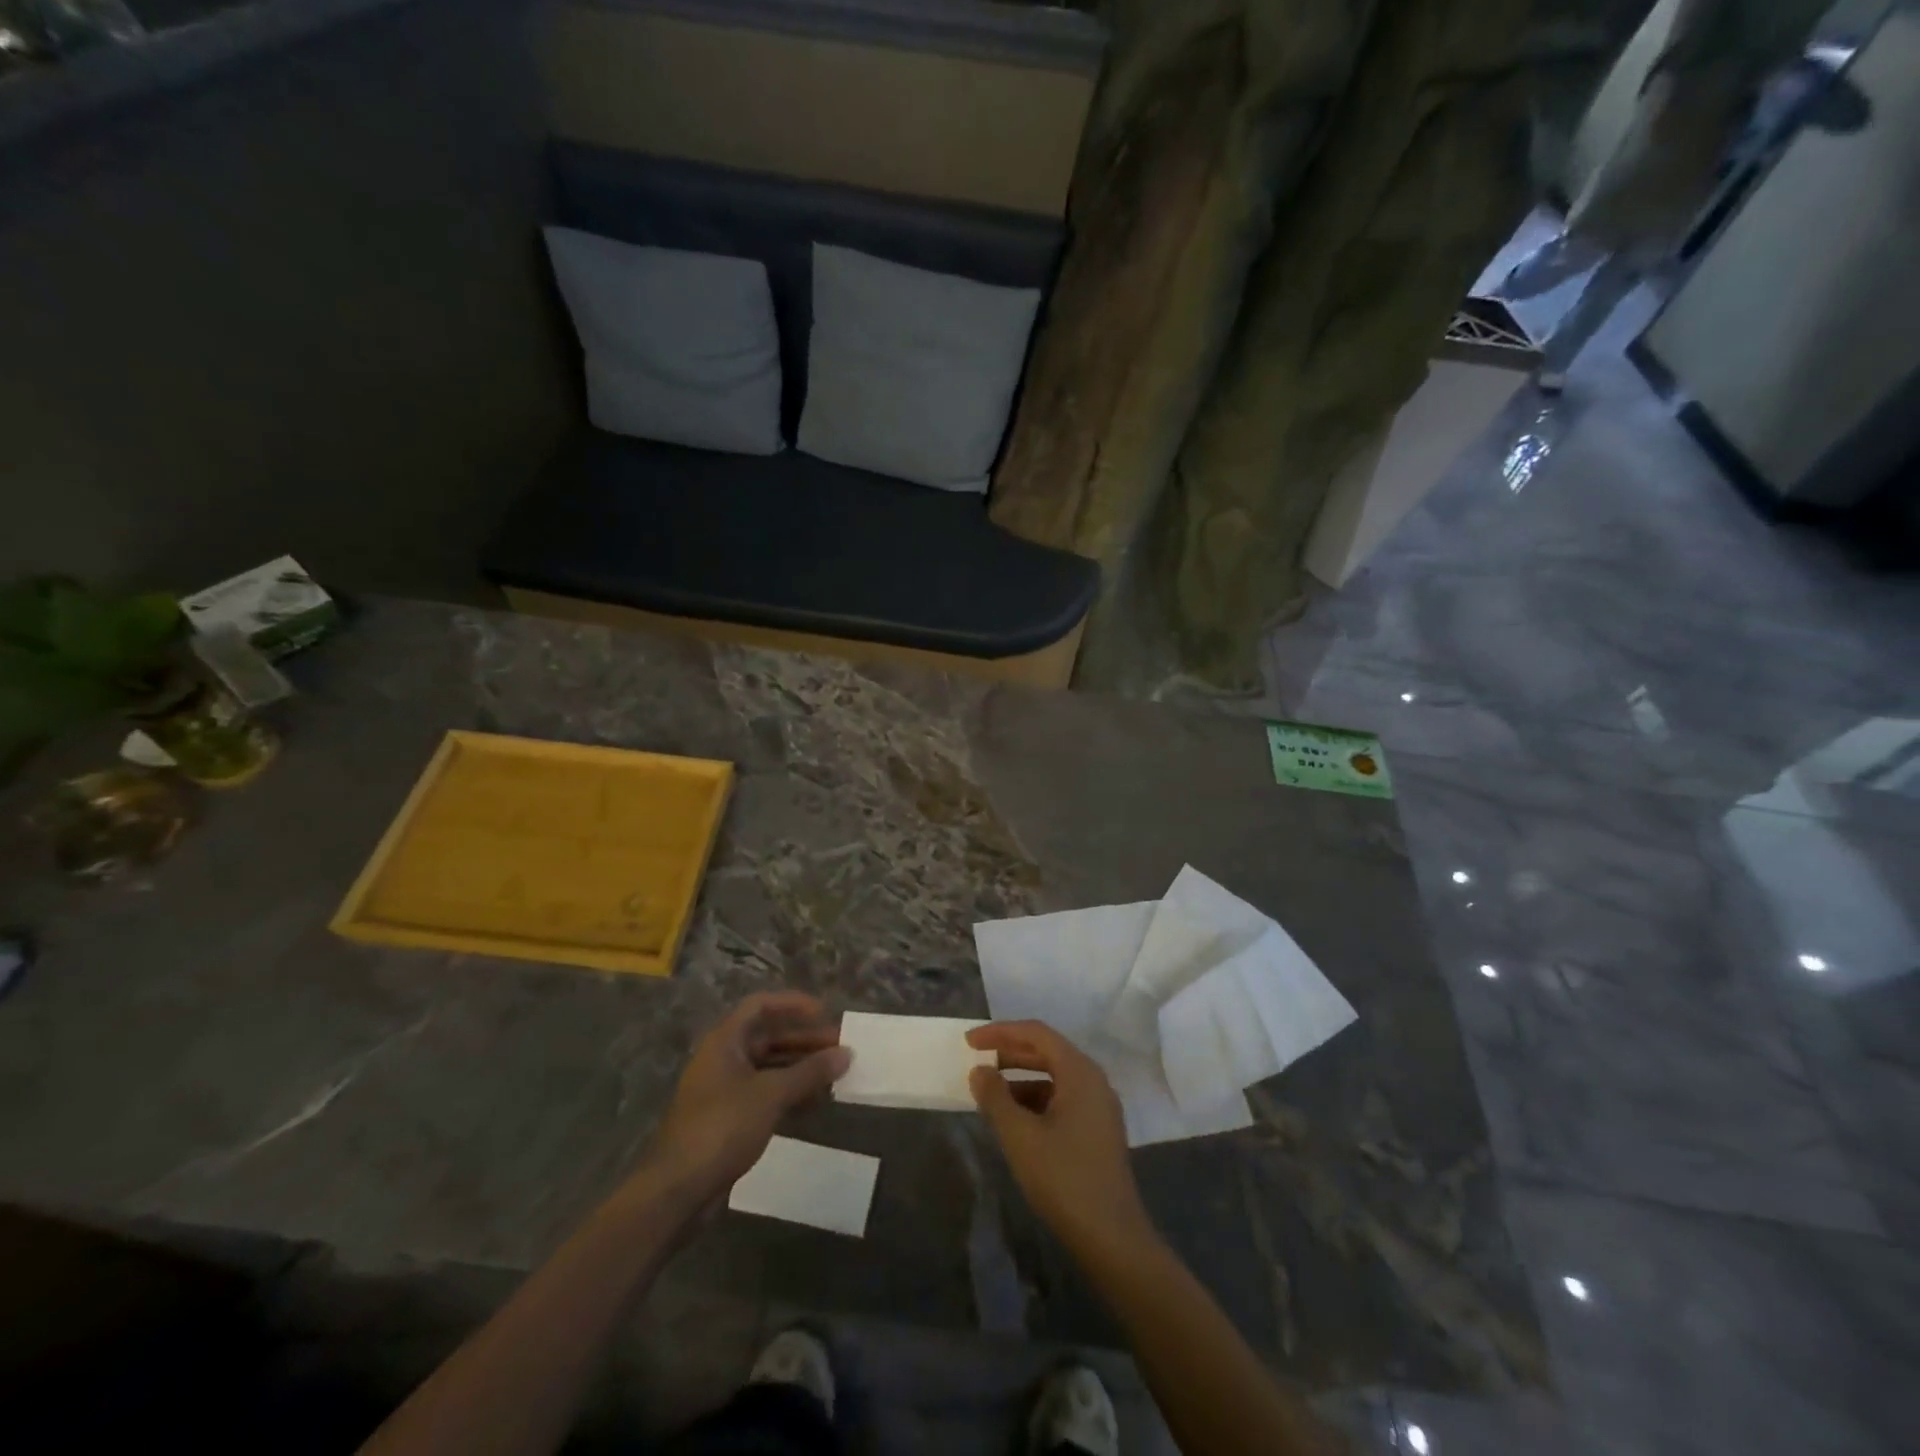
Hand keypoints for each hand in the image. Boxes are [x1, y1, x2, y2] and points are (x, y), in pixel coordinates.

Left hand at [642, 992, 849, 1206]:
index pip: (761, 1006)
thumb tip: (847, 1053)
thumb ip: (810, 1071)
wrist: (677, 1190)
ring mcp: (725, 1089)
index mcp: (725, 1041)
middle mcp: (724, 1058)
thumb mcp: (771, 1094)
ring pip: (770, 1067)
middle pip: (769, 1037)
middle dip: (805, 1041)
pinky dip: (789, 1093)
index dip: (794, 1004)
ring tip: (834, 1075)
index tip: (825, 1013)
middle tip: (840, 1048)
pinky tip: (815, 1103)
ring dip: (801, 1068)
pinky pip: (765, 1093)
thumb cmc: (722, 1126)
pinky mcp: (729, 1118)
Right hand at [967, 1021, 1154, 1255]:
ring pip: (1053, 1077)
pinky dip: (1034, 1100)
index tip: (970, 1041)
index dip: (1000, 1032)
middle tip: (976, 1061)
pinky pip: (1061, 1099)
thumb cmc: (1064, 1178)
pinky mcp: (1097, 1130)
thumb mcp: (1020, 1136)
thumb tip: (980, 1071)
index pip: (1036, 1033)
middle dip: (1009, 1053)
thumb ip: (995, 1098)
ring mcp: (1098, 1106)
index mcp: (1080, 1071)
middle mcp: (1093, 1080)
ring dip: (1020, 1079)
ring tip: (989, 1093)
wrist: (1112, 1238)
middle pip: (1047, 1052)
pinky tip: (1013, 1119)